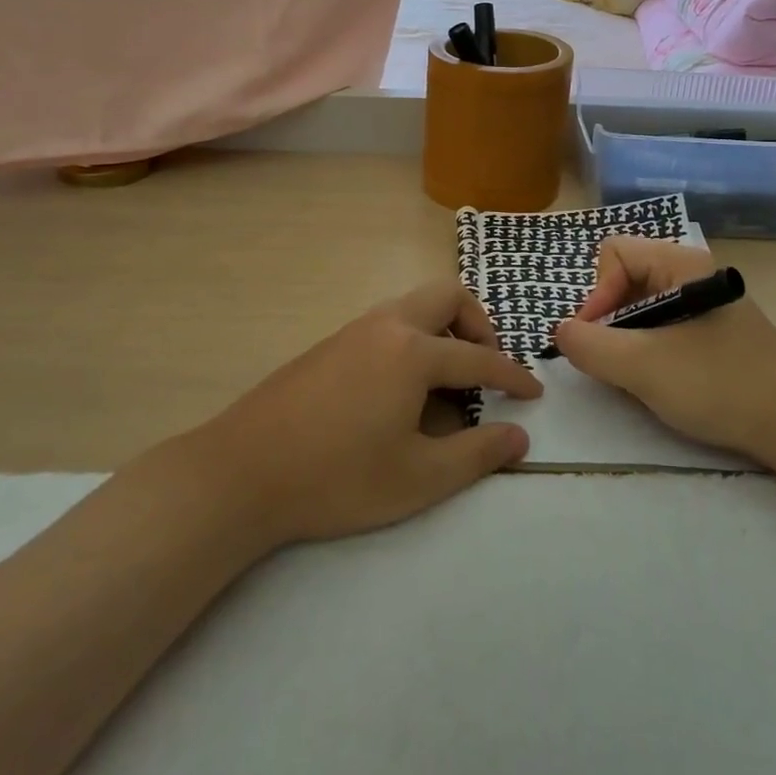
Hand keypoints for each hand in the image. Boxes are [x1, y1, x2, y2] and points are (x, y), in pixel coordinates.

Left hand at [196, 280, 541, 544]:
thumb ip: (476, 455)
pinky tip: (399, 389)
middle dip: (478, 325)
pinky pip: (386, 323)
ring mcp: (352, 330)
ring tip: (446, 381)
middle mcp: (386, 326)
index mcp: (413, 352)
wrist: (241, 473)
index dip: (513, 376)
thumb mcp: (418, 478)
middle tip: (484, 368)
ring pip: (413, 305)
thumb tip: (518, 437)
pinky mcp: (328, 344)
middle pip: (447, 296)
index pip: (479, 358)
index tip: (534, 392)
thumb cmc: (337, 478)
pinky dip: (411, 339)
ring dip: (442, 329)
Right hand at [550, 237, 775, 462]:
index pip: (614, 253)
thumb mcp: (642, 366)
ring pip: (643, 306)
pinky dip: (649, 349)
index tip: (595, 338)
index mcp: (680, 264)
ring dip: (627, 338)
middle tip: (612, 360)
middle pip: (626, 277)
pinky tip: (660, 381)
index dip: (595, 293)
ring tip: (635, 375)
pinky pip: (664, 326)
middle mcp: (692, 273)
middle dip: (608, 318)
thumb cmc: (719, 384)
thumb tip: (561, 332)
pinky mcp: (714, 332)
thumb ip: (590, 345)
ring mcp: (706, 303)